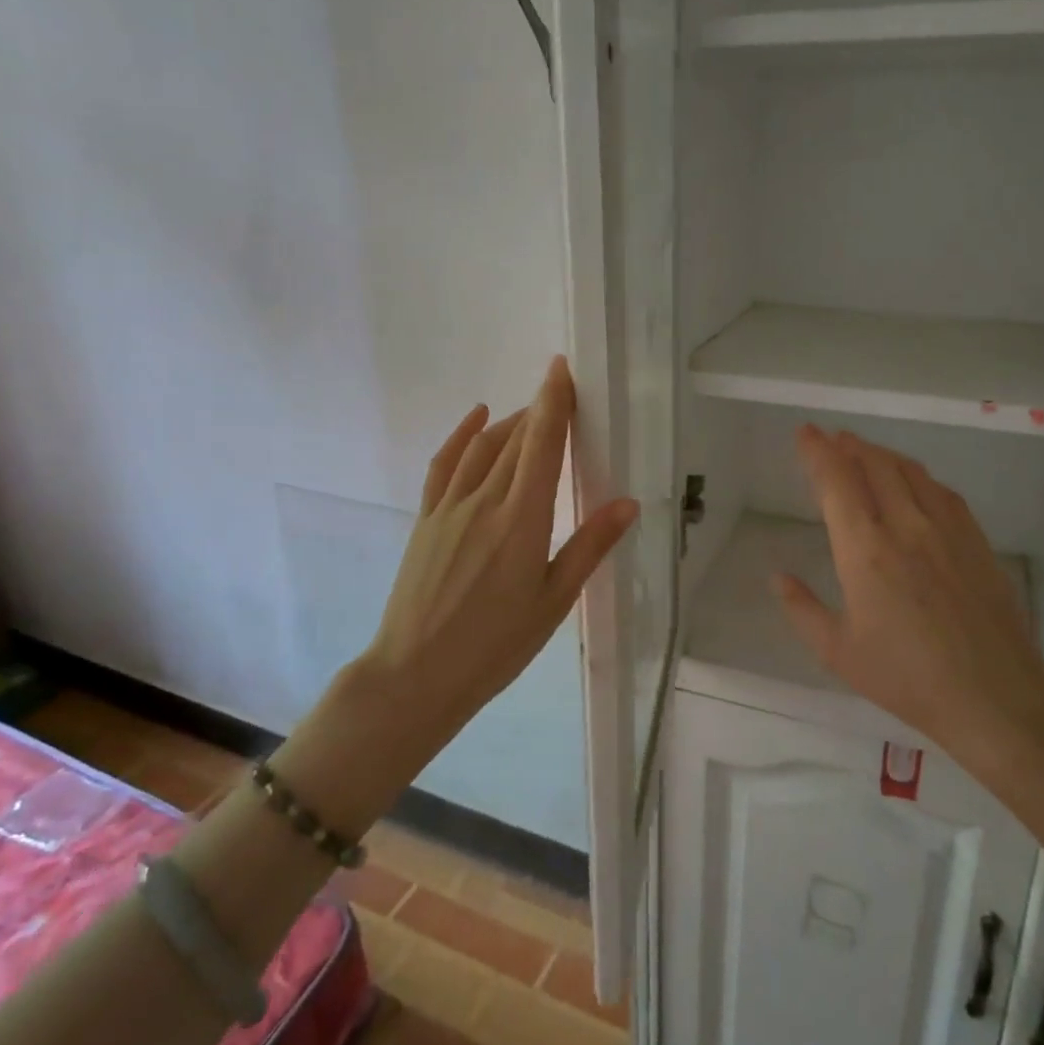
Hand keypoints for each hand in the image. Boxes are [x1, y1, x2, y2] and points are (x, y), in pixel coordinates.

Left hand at [296, 358, 636, 819]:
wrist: (416, 674)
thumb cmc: (496, 645)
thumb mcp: (554, 601)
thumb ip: (589, 546)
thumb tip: (627, 503)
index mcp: (522, 520)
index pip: (541, 445)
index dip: (553, 402)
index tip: (562, 369)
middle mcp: (485, 501)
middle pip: (516, 439)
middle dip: (540, 410)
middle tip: (562, 394)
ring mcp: (450, 507)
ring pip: (483, 447)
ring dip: (509, 422)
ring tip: (531, 413)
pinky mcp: (427, 519)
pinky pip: (445, 464)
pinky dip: (461, 435)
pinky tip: (476, 417)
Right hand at [772, 425, 1043, 774]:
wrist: (994, 696)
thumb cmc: (906, 677)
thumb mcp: (838, 652)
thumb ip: (803, 609)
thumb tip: (778, 578)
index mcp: (865, 550)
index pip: (837, 482)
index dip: (817, 452)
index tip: (805, 433)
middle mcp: (905, 527)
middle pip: (875, 465)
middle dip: (849, 445)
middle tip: (832, 438)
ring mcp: (946, 530)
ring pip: (910, 472)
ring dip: (882, 454)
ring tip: (865, 451)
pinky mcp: (976, 541)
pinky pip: (943, 492)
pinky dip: (918, 476)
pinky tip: (915, 482)